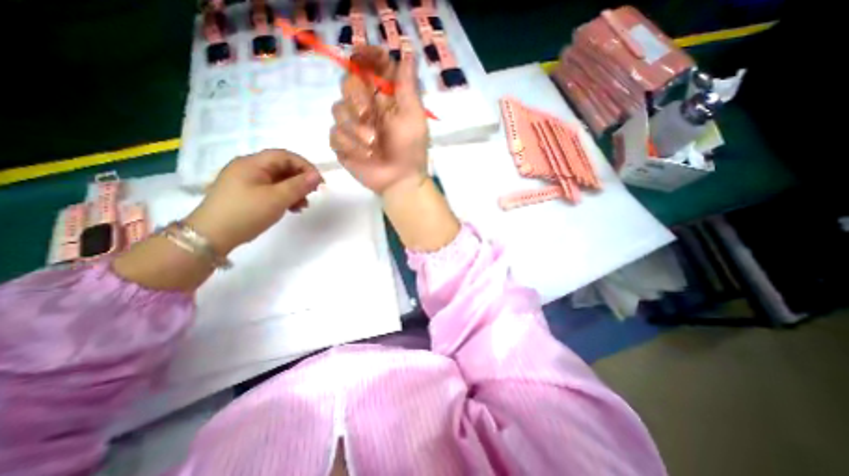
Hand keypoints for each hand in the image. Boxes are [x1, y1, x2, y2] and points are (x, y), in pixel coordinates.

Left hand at [186, 148, 322, 254]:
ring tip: (303, 206)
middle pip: (282, 167)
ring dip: (294, 191)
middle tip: (313, 194)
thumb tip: (317, 175)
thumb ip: (299, 185)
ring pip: (278, 180)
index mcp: (252, 163)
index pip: (285, 156)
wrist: (212, 236)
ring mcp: (246, 182)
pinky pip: (271, 190)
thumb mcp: (277, 198)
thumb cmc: (246, 213)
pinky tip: (291, 209)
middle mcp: (248, 168)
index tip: (319, 182)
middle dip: (300, 180)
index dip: (305, 166)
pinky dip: (284, 197)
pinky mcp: (246, 194)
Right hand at [327, 45, 427, 192]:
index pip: (370, 66)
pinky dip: (349, 144)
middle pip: (347, 82)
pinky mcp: (343, 144)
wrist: (401, 180)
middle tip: (368, 115)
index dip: (365, 57)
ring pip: (337, 109)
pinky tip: (364, 156)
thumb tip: (406, 51)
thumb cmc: (411, 150)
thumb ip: (407, 87)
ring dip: (355, 128)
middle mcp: (367, 106)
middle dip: (356, 98)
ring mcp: (353, 125)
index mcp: (385, 98)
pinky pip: (334, 134)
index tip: (361, 58)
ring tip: (373, 145)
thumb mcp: (414, 118)